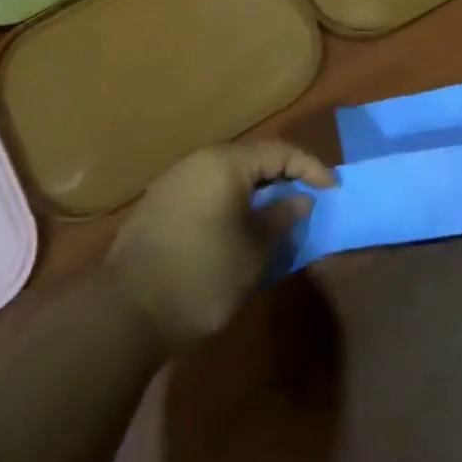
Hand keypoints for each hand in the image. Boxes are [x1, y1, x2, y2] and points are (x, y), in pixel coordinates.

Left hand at [104, 141, 334, 349]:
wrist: (128, 310)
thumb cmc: (202, 276)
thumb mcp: (253, 252)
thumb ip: (281, 218)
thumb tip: (299, 199)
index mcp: (224, 164)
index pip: (278, 151)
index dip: (310, 167)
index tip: (332, 189)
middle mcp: (197, 161)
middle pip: (250, 158)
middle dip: (282, 176)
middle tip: (306, 198)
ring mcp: (174, 180)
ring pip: (226, 174)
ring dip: (255, 189)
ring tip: (275, 214)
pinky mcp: (159, 203)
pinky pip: (206, 189)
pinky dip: (230, 200)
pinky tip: (237, 225)